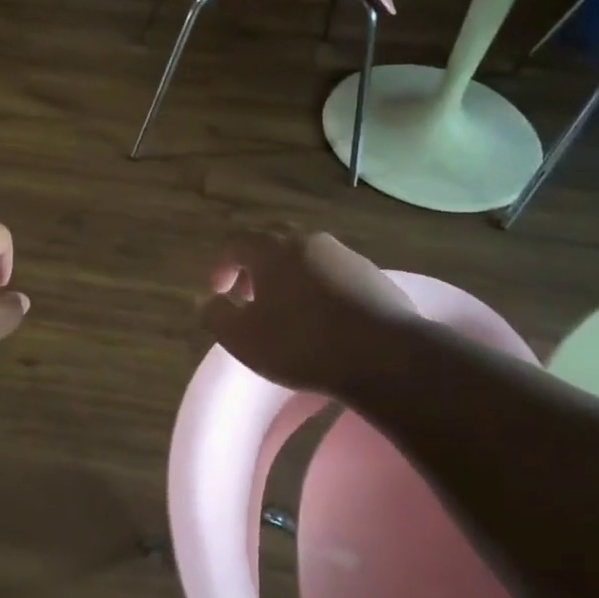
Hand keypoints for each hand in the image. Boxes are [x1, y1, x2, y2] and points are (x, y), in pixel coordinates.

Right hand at [203, 229, 418, 395]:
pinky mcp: (374, 276)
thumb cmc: (302, 344)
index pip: (236, 243)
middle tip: (251, 298)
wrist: (386, 356)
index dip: (222, 266)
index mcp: (273, 249)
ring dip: (289, 279)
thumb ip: (217, 316)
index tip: (220, 294)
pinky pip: (335, 275)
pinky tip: (325, 321)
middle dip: (256, 268)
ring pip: (306, 258)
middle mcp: (308, 241)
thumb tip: (212, 302)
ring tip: (288, 313)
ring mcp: (345, 255)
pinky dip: (320, 289)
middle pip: (273, 244)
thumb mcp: (243, 339)